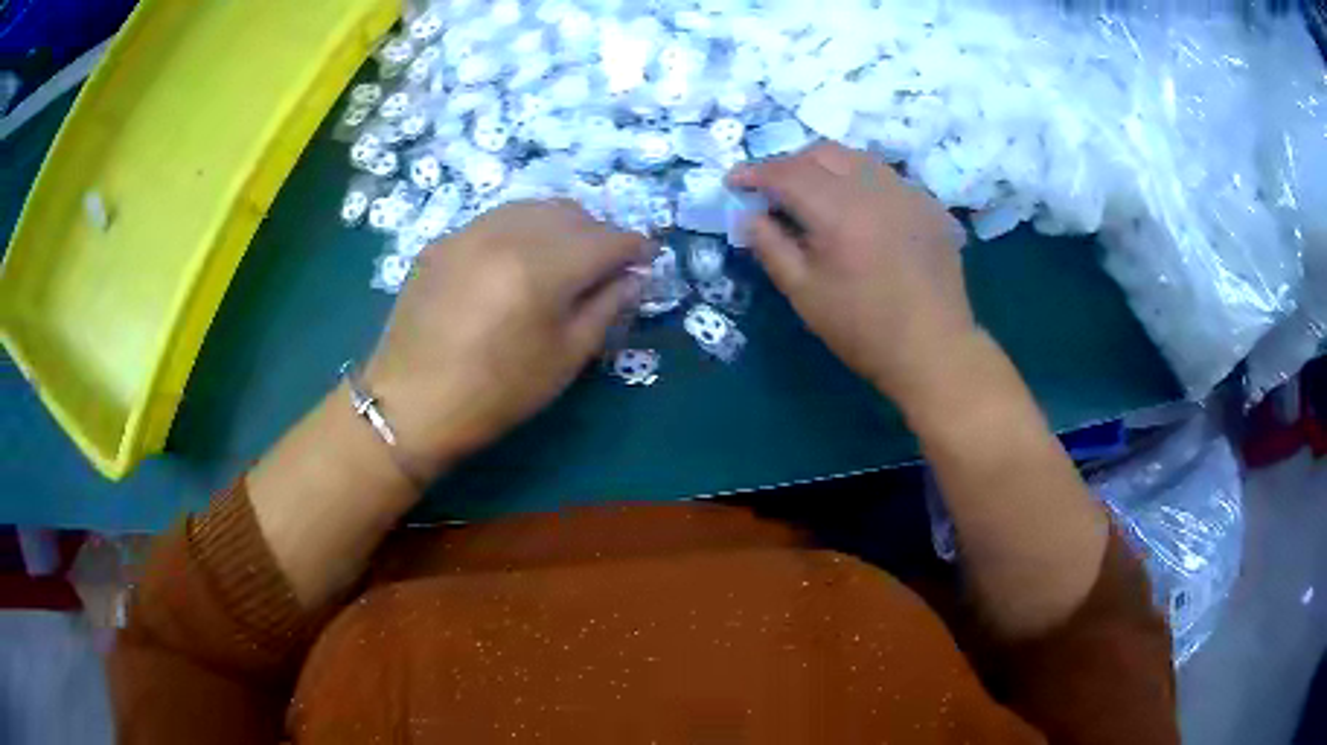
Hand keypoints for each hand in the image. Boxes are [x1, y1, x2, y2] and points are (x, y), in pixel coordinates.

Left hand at [364, 200, 646, 475]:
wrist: (410, 403)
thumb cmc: (496, 393)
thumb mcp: (564, 359)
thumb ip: (606, 307)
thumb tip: (634, 277)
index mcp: (542, 268)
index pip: (607, 239)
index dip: (635, 247)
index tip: (646, 260)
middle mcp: (507, 234)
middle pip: (572, 213)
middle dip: (599, 234)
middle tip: (604, 266)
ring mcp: (470, 231)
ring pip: (534, 207)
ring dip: (561, 226)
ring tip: (563, 259)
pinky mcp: (444, 240)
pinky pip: (498, 219)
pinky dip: (522, 230)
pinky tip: (517, 261)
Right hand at [727, 142, 977, 409]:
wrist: (934, 350)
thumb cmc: (863, 329)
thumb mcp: (804, 294)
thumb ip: (771, 247)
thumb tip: (750, 216)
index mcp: (839, 210)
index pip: (786, 172)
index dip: (754, 172)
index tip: (734, 182)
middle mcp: (875, 187)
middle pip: (823, 153)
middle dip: (790, 163)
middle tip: (773, 189)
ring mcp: (908, 192)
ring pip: (857, 158)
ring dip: (826, 167)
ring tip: (814, 194)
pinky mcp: (930, 205)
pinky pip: (887, 177)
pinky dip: (861, 182)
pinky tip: (859, 210)